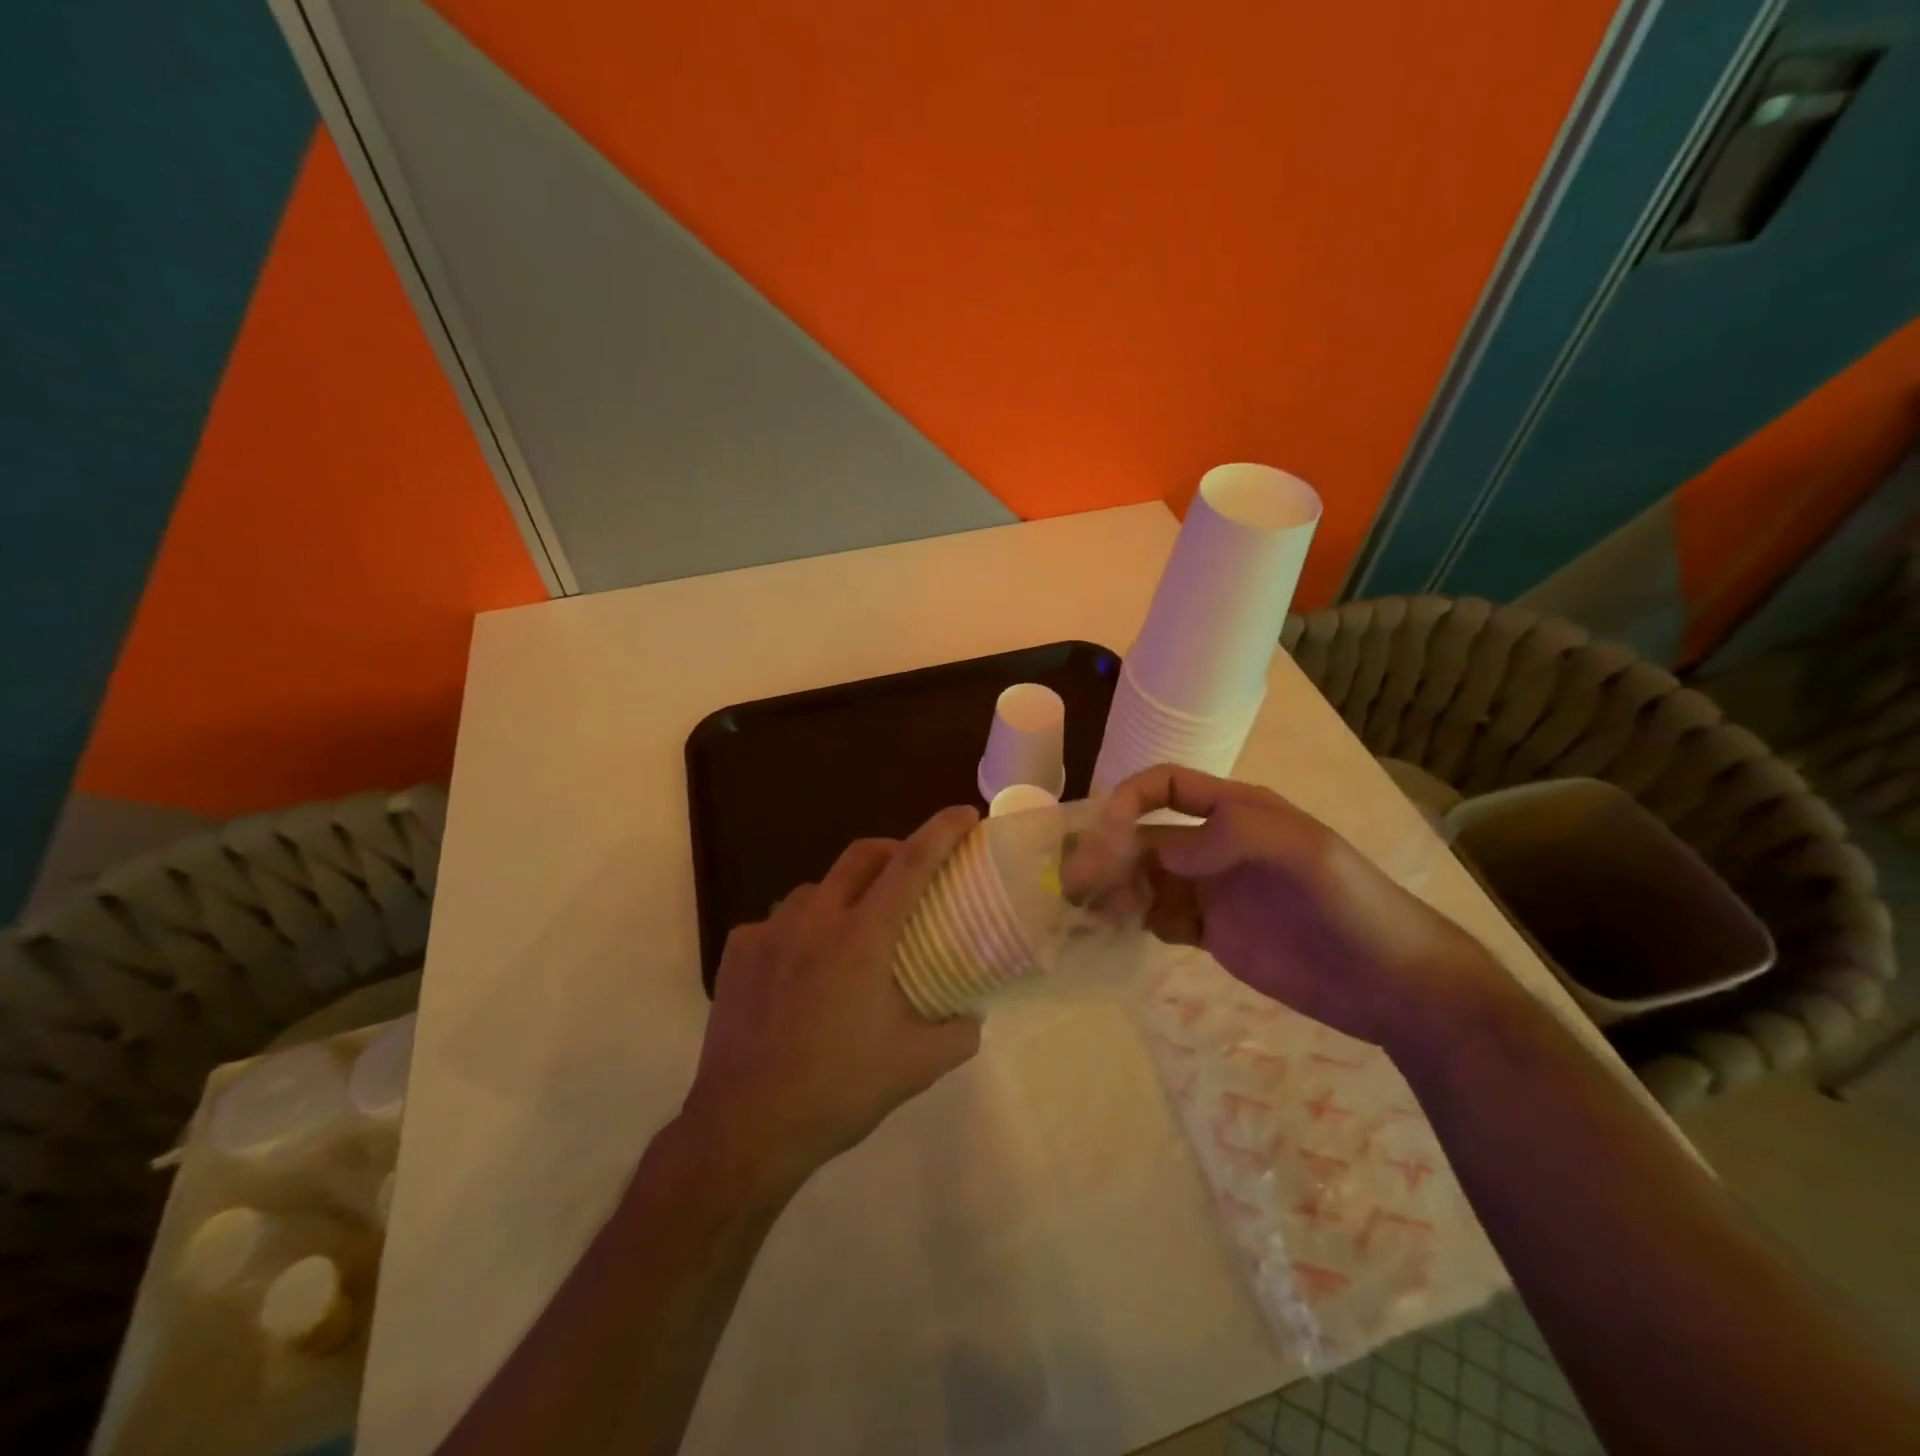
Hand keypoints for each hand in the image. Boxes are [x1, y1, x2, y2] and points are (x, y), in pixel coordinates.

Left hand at [682, 806, 983, 1191]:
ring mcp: (769, 932)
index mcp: (863, 937)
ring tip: (854, 928)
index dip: (942, 831)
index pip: (911, 864)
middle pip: (861, 855)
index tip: (964, 813)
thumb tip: (972, 1017)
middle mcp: (815, 919)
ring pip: (816, 888)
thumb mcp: (914, 1068)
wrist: (745, 1128)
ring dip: (845, 893)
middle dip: (894, 848)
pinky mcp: (736, 953)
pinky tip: (801, 965)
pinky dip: (800, 930)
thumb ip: (956, 1034)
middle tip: (913, 871)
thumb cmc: (837, 1091)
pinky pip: (777, 923)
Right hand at [1067, 765, 1503, 1053]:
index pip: (1164, 787)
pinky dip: (1132, 920)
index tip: (1104, 835)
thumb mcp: (1302, 852)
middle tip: (1076, 883)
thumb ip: (1231, 837)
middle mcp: (1214, 845)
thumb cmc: (1350, 904)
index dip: (1128, 800)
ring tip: (1094, 911)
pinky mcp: (1209, 933)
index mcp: (1234, 810)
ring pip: (1142, 877)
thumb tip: (1160, 851)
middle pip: (1143, 835)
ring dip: (1113, 887)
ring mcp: (1209, 890)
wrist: (1392, 984)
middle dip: (1107, 851)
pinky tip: (1119, 932)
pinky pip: (1156, 917)